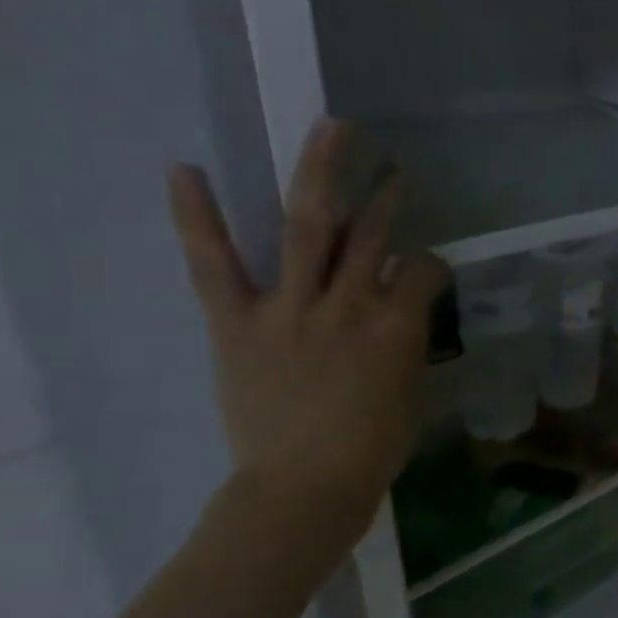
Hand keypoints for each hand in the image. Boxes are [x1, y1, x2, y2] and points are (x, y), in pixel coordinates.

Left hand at [167, 119, 448, 560]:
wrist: (304, 485)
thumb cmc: (376, 445)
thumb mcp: (412, 387)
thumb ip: (406, 340)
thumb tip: (400, 313)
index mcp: (399, 325)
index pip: (423, 269)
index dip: (430, 263)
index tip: (427, 270)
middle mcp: (349, 304)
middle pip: (371, 233)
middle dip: (386, 193)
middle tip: (395, 164)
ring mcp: (289, 308)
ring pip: (309, 228)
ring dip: (322, 175)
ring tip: (333, 132)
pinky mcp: (237, 322)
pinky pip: (214, 264)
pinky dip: (199, 217)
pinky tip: (187, 170)